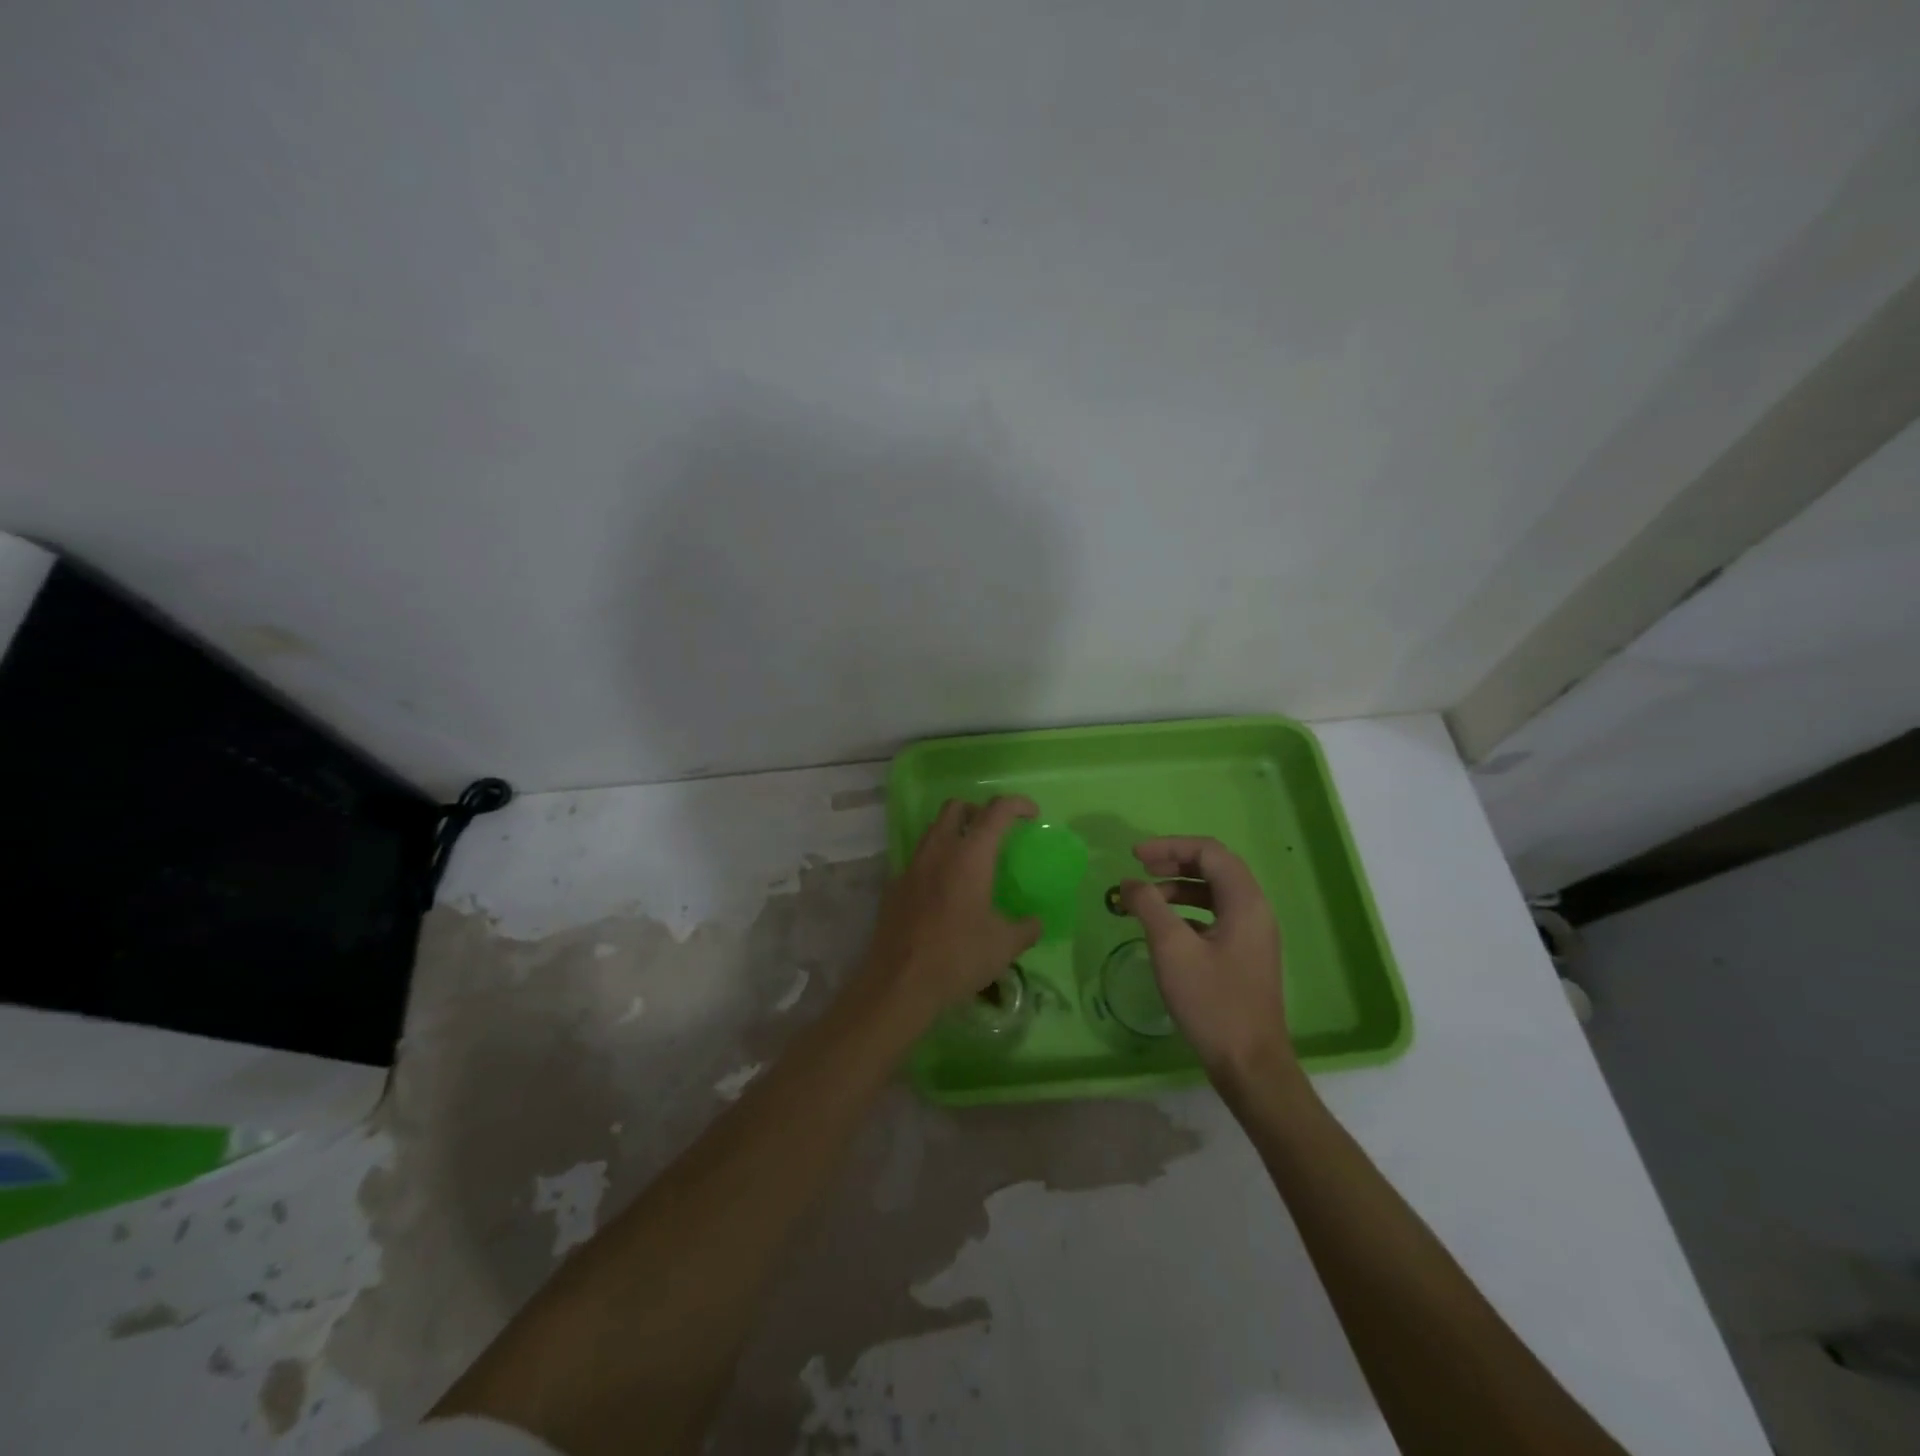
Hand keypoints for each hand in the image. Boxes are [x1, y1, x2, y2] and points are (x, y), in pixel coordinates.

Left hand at [860, 796, 1043, 1026]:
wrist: (899, 983)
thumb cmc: (958, 957)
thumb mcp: (1004, 946)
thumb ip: (1026, 928)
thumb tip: (1036, 923)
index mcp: (970, 856)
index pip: (996, 811)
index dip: (1017, 804)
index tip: (1031, 814)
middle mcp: (938, 851)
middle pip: (955, 807)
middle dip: (977, 811)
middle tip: (994, 832)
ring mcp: (911, 866)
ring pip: (932, 831)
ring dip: (953, 833)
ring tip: (970, 861)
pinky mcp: (893, 887)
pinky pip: (917, 860)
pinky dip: (934, 862)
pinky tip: (943, 892)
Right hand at [1116, 837, 1297, 1088]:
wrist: (1249, 1063)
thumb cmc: (1212, 1001)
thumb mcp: (1172, 948)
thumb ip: (1148, 906)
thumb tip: (1129, 883)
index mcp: (1245, 901)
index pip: (1209, 852)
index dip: (1170, 846)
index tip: (1135, 856)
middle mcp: (1255, 910)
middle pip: (1214, 867)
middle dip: (1174, 861)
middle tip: (1139, 869)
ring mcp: (1253, 933)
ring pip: (1214, 892)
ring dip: (1179, 886)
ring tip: (1145, 897)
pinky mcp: (1244, 954)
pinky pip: (1215, 915)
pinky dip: (1187, 910)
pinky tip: (1164, 926)